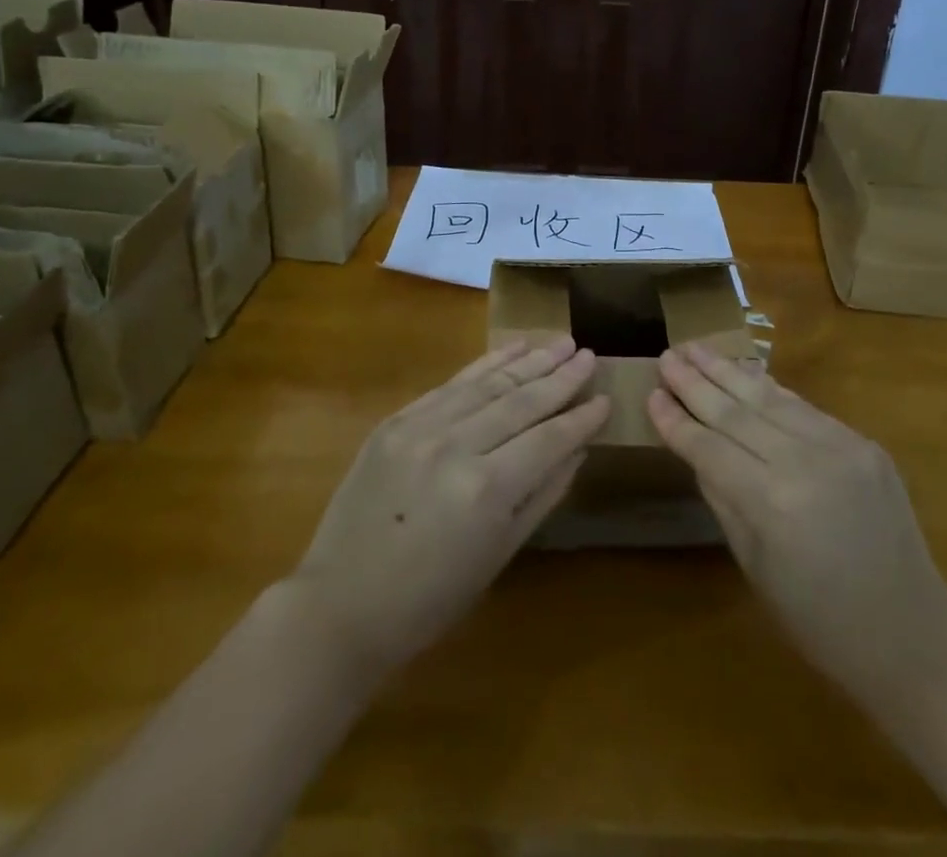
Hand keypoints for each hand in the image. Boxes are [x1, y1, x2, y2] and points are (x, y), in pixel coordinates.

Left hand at [291, 337, 608, 680]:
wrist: (340, 604)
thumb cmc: (430, 598)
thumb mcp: (498, 554)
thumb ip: (542, 494)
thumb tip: (578, 449)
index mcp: (486, 490)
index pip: (548, 439)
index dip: (580, 418)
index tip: (606, 397)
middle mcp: (456, 446)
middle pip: (521, 401)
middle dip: (561, 377)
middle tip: (590, 353)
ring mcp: (422, 427)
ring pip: (488, 383)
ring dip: (528, 360)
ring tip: (560, 342)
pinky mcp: (397, 419)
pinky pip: (452, 384)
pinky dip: (485, 365)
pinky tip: (511, 349)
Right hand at [648, 343, 946, 701]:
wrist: (913, 637)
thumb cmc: (820, 621)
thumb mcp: (754, 566)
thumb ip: (722, 497)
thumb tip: (695, 448)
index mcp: (772, 504)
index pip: (709, 448)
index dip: (676, 421)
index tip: (649, 393)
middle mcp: (805, 463)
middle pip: (736, 412)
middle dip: (695, 382)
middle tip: (666, 355)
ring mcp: (840, 447)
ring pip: (769, 397)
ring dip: (727, 370)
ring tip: (695, 347)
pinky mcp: (864, 443)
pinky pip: (804, 408)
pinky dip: (769, 389)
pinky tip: (744, 372)